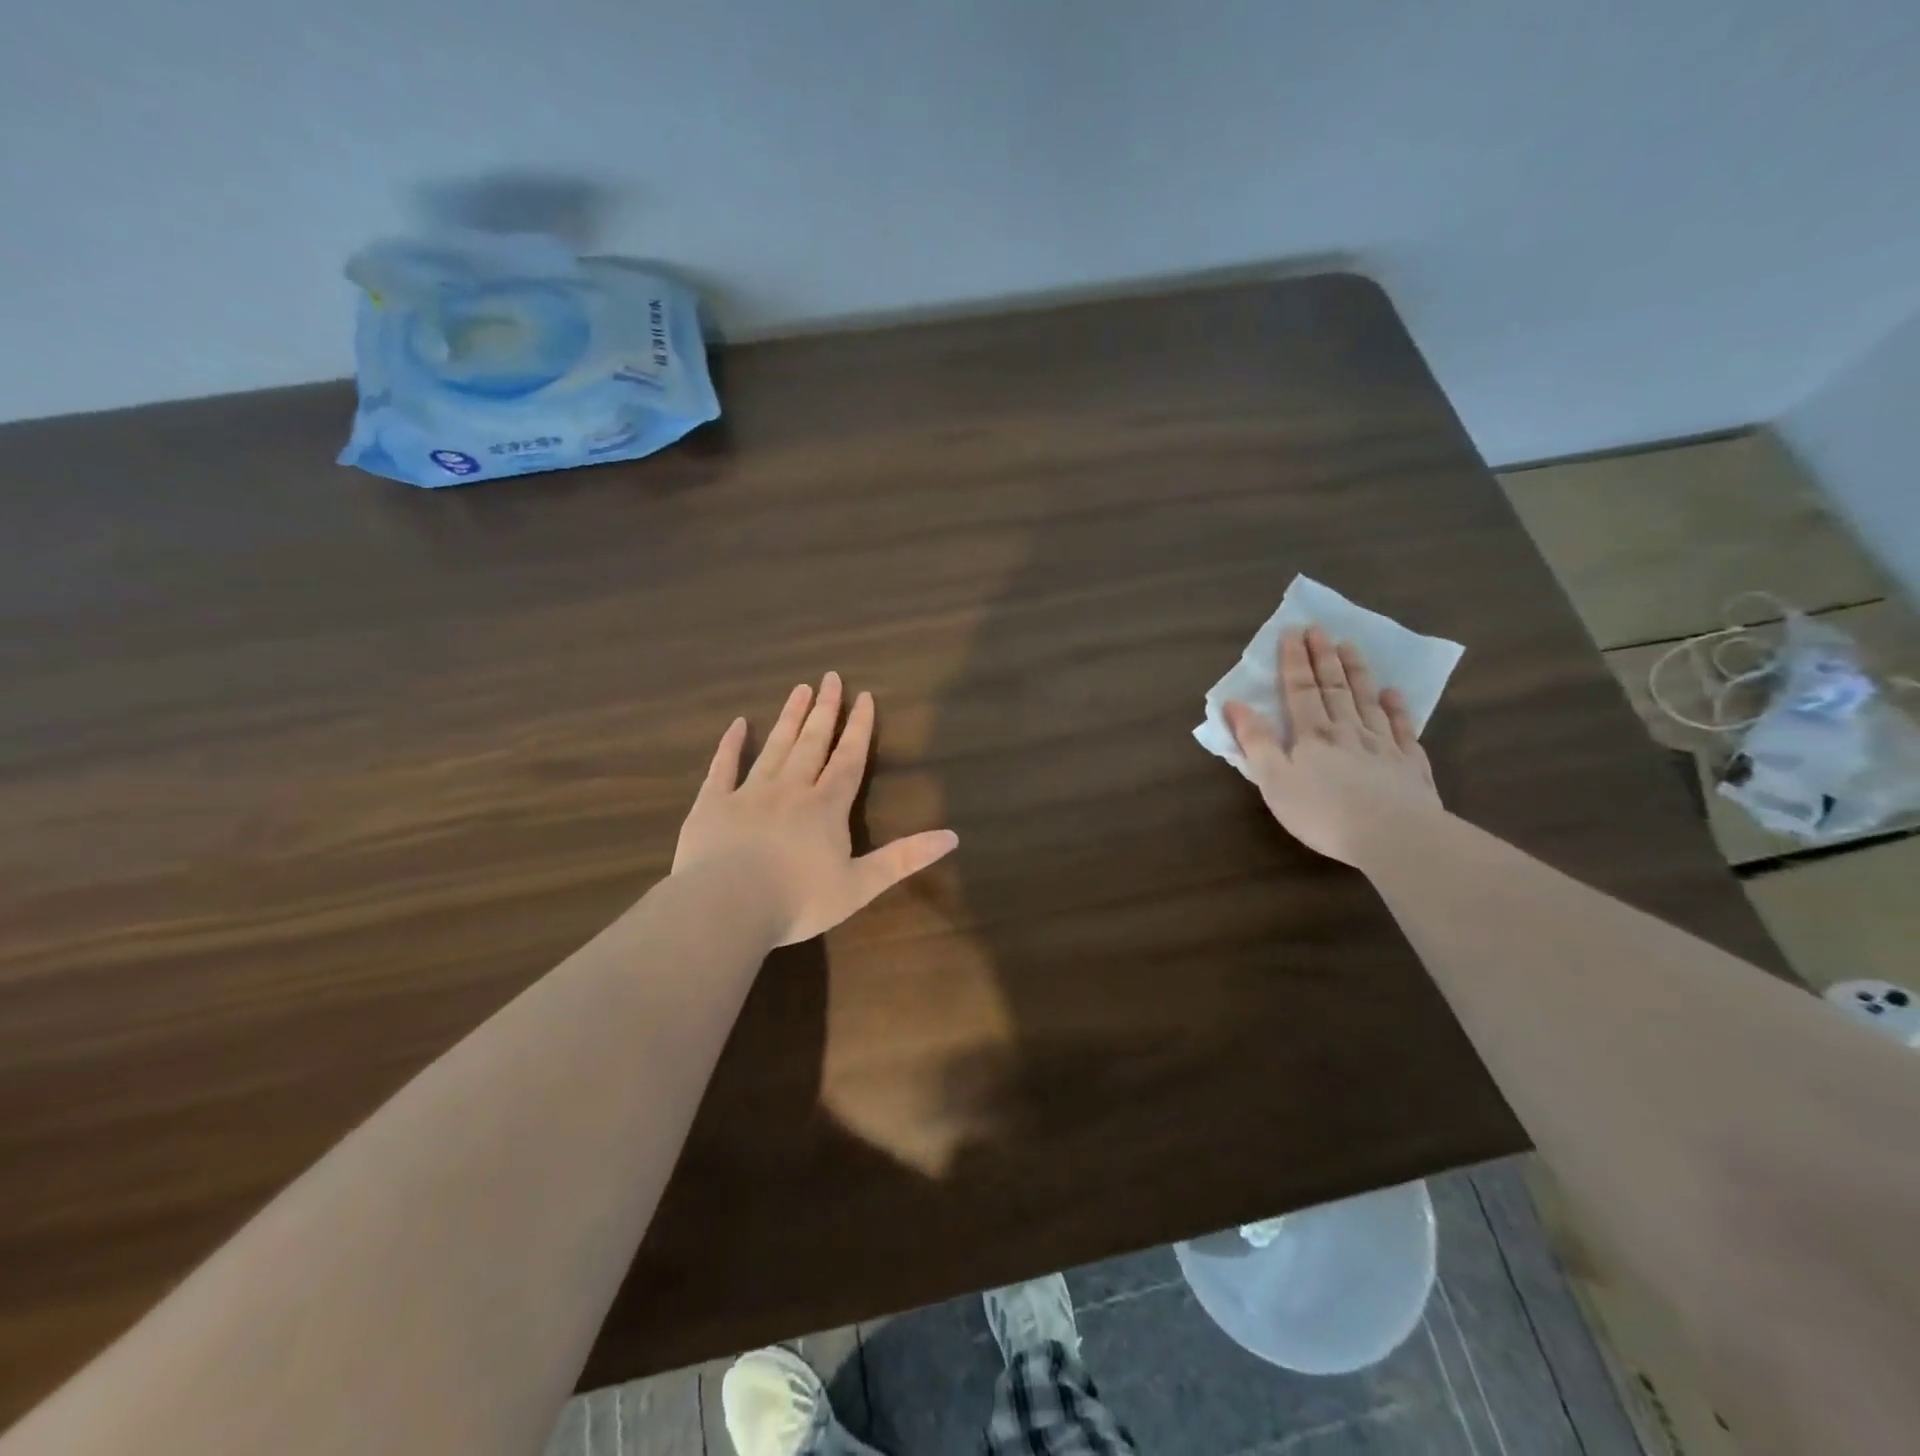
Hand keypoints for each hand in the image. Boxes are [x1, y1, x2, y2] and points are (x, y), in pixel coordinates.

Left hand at [673, 672, 958, 945]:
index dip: (859, 729)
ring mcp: (749, 793)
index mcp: (826, 807)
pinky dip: (730, 745)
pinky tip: (736, 724)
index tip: (865, 697)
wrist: (726, 906)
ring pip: (774, 747)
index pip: (848, 760)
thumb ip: (904, 858)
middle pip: (812, 743)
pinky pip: (723, 767)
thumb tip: (953, 836)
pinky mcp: (713, 804)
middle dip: (825, 711)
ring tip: (799, 689)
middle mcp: (791, 789)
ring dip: (789, 718)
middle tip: (830, 678)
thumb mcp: (860, 885)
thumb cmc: (798, 900)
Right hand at [1224, 625, 1443, 867]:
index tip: (1292, 631)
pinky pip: (1402, 729)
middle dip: (1323, 657)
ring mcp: (1383, 745)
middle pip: (1333, 688)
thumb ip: (1256, 741)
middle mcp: (1347, 731)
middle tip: (1319, 628)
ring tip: (1350, 646)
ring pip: (1367, 700)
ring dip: (1357, 672)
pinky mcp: (1410, 765)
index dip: (1294, 661)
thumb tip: (1235, 704)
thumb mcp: (1274, 781)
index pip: (1300, 690)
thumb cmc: (1322, 812)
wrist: (1393, 835)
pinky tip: (1394, 694)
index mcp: (1311, 735)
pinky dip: (1397, 709)